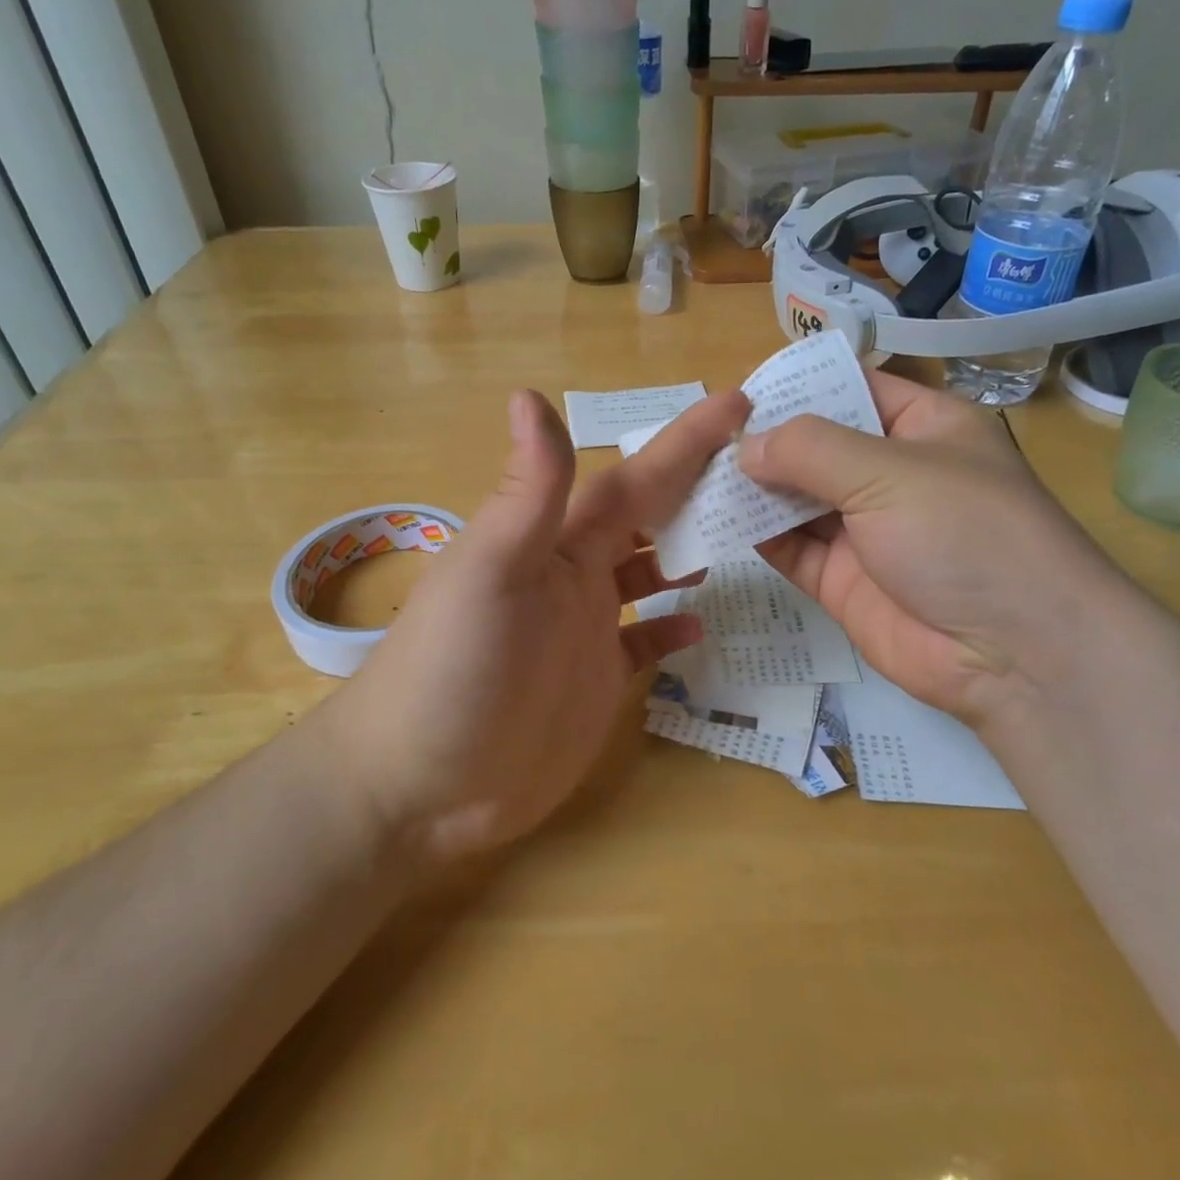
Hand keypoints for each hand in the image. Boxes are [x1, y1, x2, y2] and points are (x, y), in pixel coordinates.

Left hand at [334, 388, 748, 861]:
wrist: (420, 784)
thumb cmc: (453, 670)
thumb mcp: (490, 573)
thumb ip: (527, 493)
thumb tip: (530, 394)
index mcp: (555, 542)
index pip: (633, 480)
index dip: (684, 442)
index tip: (738, 404)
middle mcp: (574, 576)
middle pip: (646, 518)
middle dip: (696, 487)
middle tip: (759, 470)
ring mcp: (585, 629)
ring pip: (648, 573)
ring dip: (688, 551)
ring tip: (742, 538)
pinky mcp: (594, 681)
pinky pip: (643, 642)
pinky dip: (671, 628)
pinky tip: (700, 625)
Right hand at [737, 371, 1128, 727]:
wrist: (1013, 655)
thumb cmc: (964, 534)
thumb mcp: (889, 471)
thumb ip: (810, 449)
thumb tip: (745, 445)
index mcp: (921, 428)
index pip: (852, 388)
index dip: (799, 386)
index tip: (737, 390)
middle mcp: (890, 473)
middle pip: (815, 446)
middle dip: (764, 441)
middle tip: (700, 436)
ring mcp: (864, 529)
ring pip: (795, 498)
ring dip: (751, 487)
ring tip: (696, 473)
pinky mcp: (841, 579)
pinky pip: (789, 547)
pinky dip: (754, 534)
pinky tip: (713, 518)